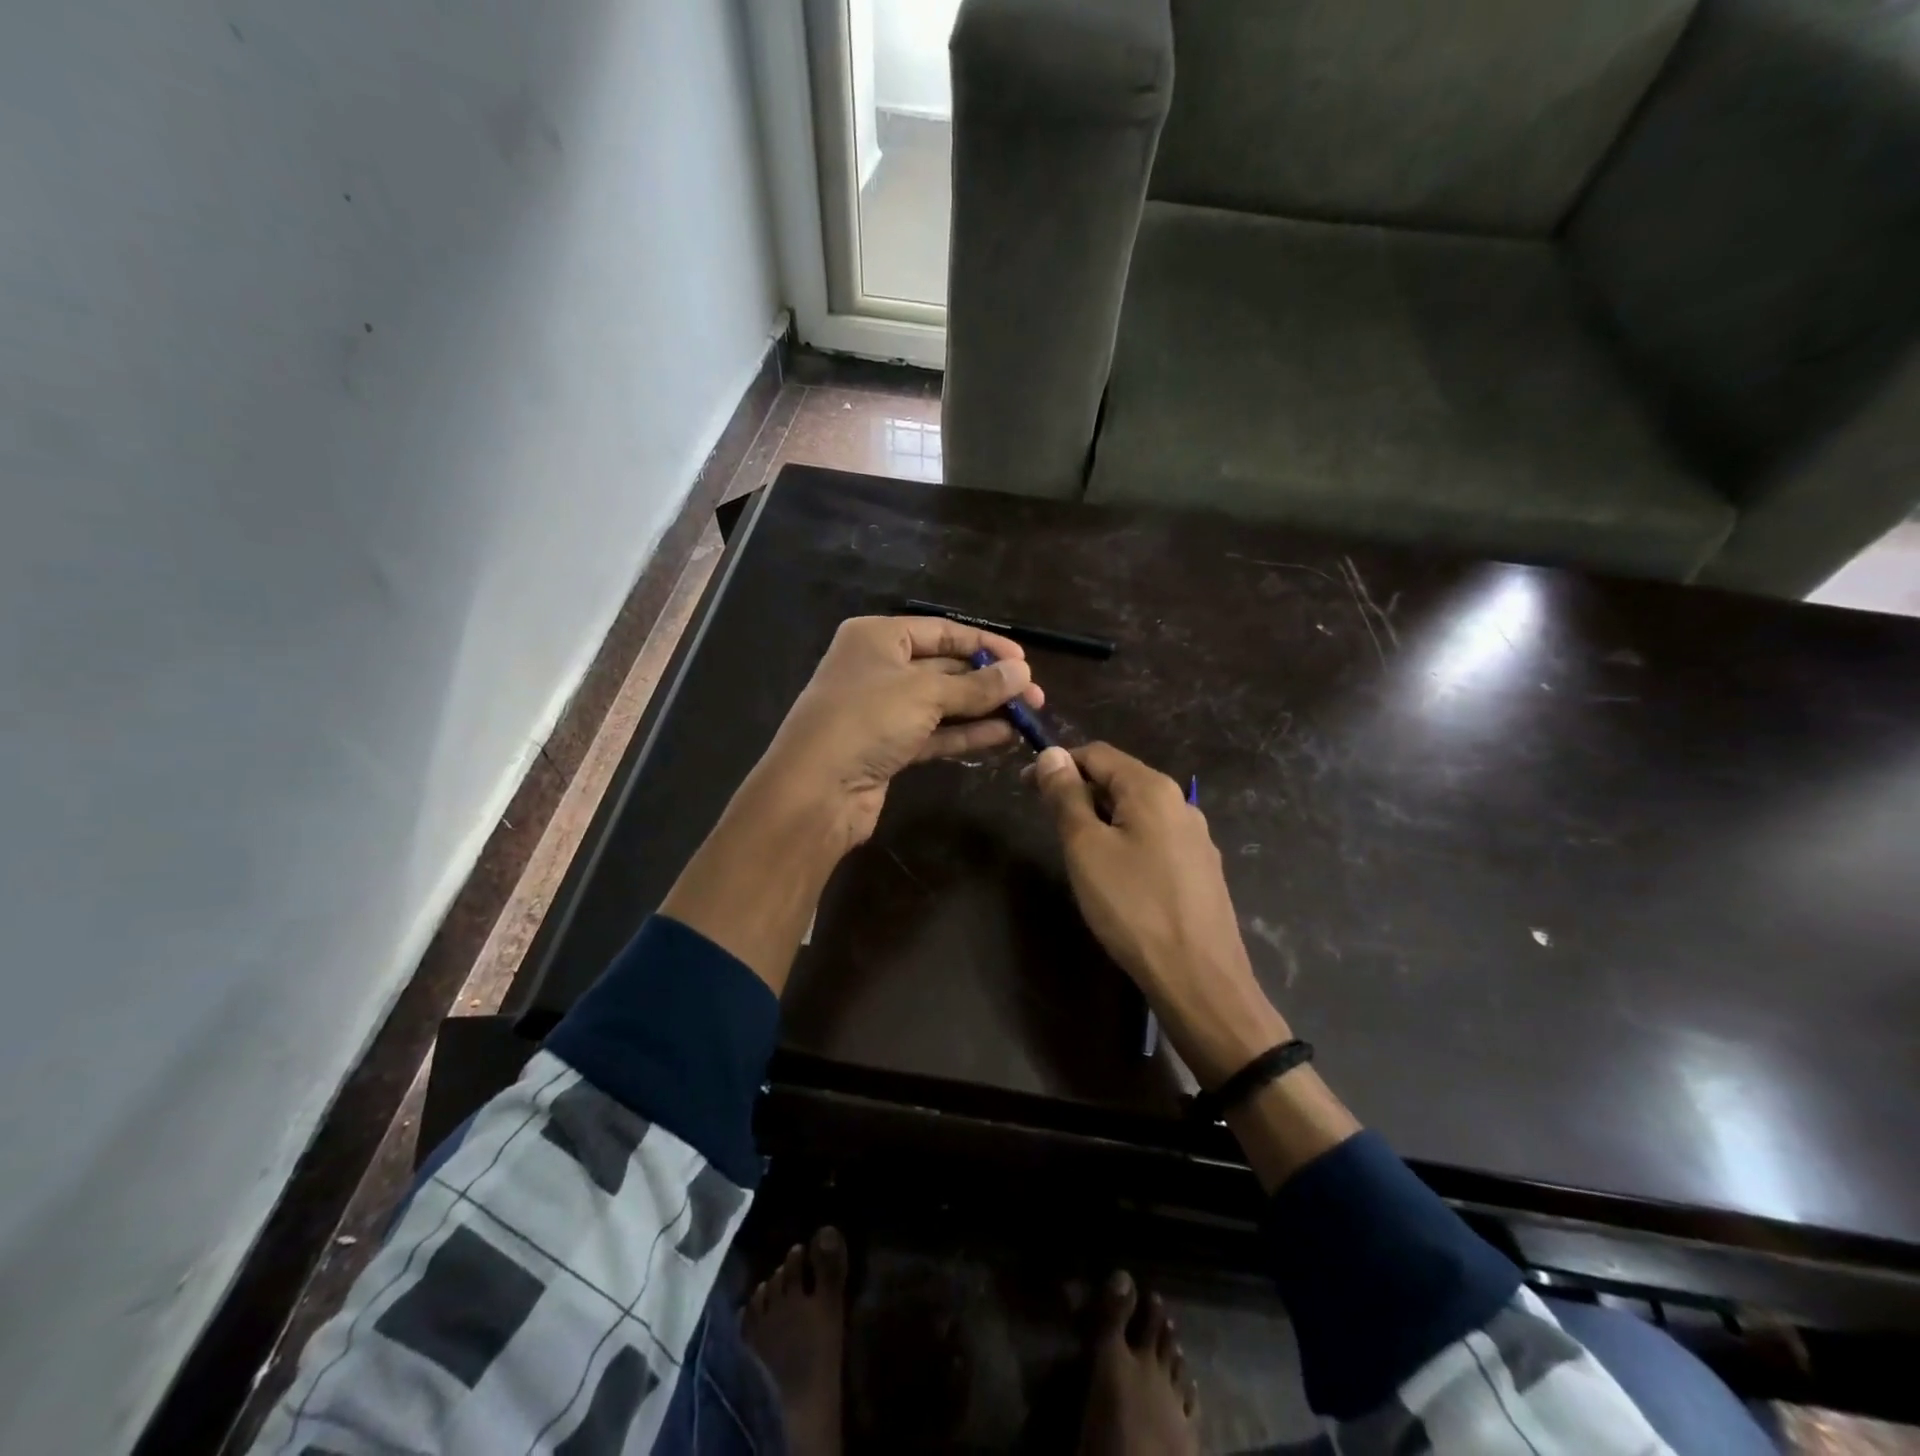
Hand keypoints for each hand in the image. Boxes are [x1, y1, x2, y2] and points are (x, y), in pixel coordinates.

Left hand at [753, 615, 1044, 850]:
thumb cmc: (867, 720)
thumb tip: (1023, 672)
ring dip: (983, 709)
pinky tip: (1003, 736)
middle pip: (944, 668)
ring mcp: (881, 711)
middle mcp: (878, 668)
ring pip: (942, 704)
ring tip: (1027, 717)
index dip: (984, 644)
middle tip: (1034, 695)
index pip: (941, 632)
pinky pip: (934, 734)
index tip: (1024, 660)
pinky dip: (966, 734)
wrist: (816, 790)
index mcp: (878, 637)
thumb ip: (977, 685)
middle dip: (989, 681)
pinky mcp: (888, 748)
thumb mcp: (926, 693)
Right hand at [1030, 743, 1289, 1089]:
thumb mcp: (1086, 847)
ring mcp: (1196, 838)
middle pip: (1121, 780)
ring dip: (1102, 819)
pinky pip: (1155, 839)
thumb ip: (1066, 796)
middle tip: (1050, 825)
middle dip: (1081, 792)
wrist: (1198, 978)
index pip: (1098, 754)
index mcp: (1153, 788)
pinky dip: (1126, 841)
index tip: (1026, 787)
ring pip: (1138, 812)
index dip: (1059, 764)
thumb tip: (1051, 754)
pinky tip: (1117, 877)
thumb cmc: (1132, 906)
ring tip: (1078, 852)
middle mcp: (1181, 803)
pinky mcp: (1201, 870)